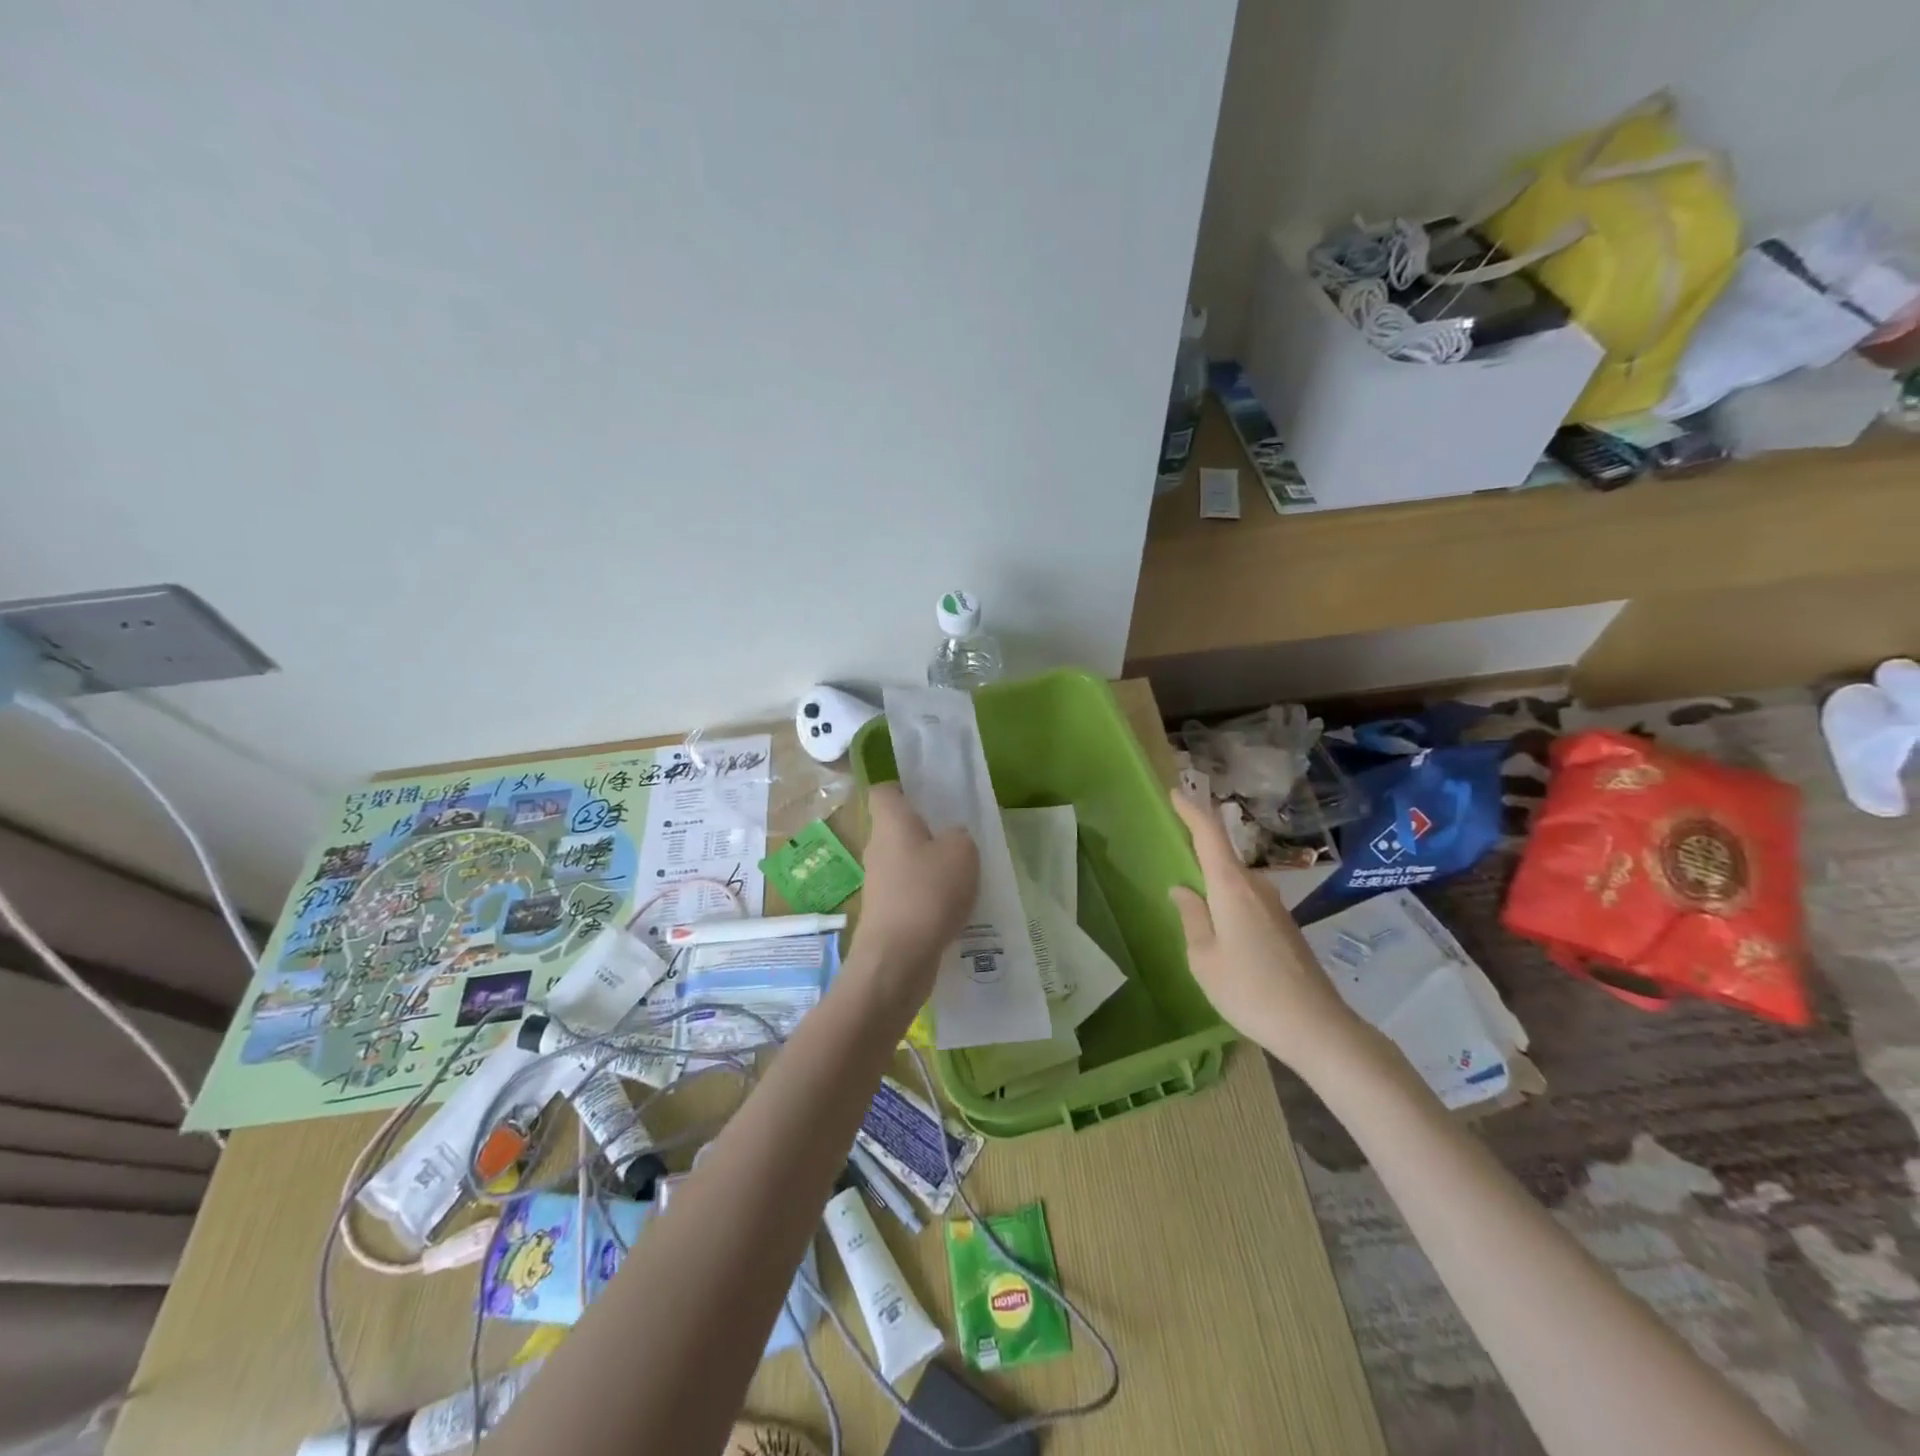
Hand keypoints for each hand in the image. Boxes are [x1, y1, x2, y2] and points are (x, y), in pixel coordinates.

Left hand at [852, 784, 979, 1002]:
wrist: (897, 959)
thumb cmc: (928, 892)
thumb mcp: (962, 853)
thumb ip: (960, 837)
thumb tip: (952, 838)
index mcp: (891, 822)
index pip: (884, 792)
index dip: (904, 789)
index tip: (930, 797)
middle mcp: (878, 848)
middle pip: (898, 829)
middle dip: (926, 832)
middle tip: (960, 839)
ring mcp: (879, 883)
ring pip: (906, 863)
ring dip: (931, 868)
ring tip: (965, 877)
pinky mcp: (886, 914)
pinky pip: (910, 893)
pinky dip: (930, 897)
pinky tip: (955, 908)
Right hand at [1168, 790, 1370, 1075]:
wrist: (1316, 1027)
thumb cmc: (1249, 990)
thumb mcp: (1203, 957)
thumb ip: (1191, 918)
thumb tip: (1183, 889)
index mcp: (1231, 887)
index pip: (1209, 835)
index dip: (1191, 810)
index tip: (1175, 793)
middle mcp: (1256, 887)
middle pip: (1223, 857)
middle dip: (1199, 852)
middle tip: (1174, 856)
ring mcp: (1275, 907)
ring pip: (1235, 883)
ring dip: (1214, 884)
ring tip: (1192, 902)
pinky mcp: (1285, 927)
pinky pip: (1247, 902)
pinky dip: (1228, 903)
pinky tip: (1220, 931)